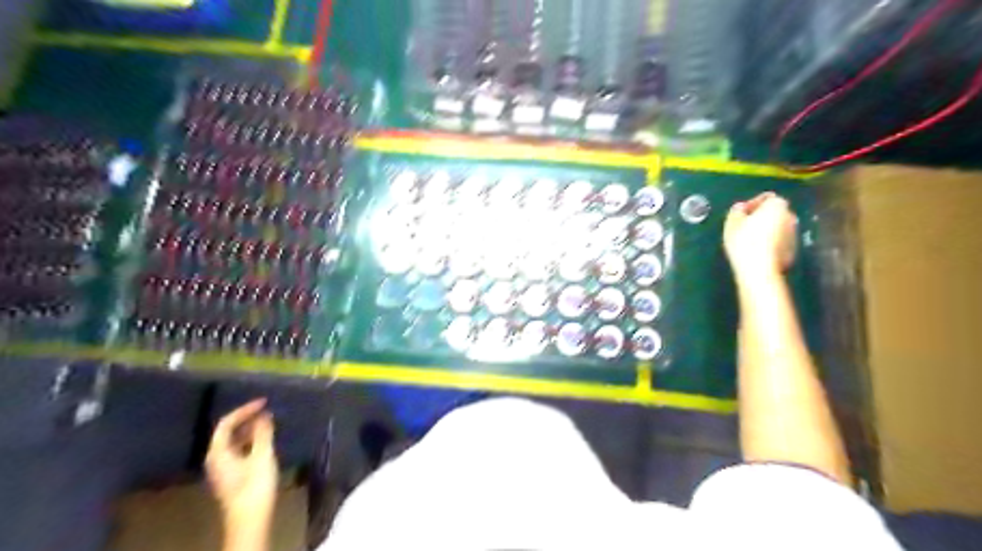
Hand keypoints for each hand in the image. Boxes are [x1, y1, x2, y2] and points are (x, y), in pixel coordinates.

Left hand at [204, 399, 277, 529]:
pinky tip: (265, 441)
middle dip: (247, 419)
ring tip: (269, 423)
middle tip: (267, 410)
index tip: (263, 402)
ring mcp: (223, 468)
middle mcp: (216, 458)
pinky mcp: (232, 475)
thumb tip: (265, 415)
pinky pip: (239, 450)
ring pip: (234, 442)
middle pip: (228, 432)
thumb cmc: (255, 485)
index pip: (227, 423)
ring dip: (250, 430)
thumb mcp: (262, 455)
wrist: (250, 518)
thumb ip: (263, 433)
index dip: (244, 410)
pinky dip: (251, 441)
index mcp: (218, 452)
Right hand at [720, 195, 797, 279]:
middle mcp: (791, 217)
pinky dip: (770, 244)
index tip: (740, 214)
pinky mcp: (793, 251)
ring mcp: (794, 235)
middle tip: (744, 227)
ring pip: (778, 228)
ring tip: (749, 241)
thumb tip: (741, 207)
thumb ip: (737, 210)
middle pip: (774, 213)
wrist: (759, 269)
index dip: (752, 204)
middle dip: (761, 217)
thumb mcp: (732, 222)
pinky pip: (779, 242)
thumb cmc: (744, 241)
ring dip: (766, 231)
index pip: (766, 198)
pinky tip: (757, 252)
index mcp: (777, 206)